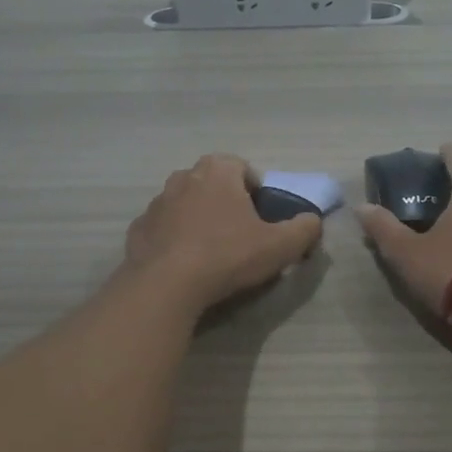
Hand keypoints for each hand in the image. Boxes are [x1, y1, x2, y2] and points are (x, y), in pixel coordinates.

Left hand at [121, 154, 322, 314]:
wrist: (166, 284)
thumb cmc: (227, 255)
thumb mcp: (280, 246)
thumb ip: (304, 229)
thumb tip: (313, 221)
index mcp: (217, 171)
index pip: (242, 168)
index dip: (256, 191)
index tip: (261, 217)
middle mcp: (183, 177)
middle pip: (212, 184)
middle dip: (226, 202)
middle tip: (239, 234)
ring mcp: (156, 202)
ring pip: (185, 204)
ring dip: (198, 220)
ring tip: (211, 252)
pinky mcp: (138, 229)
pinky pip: (163, 228)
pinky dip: (174, 239)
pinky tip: (184, 265)